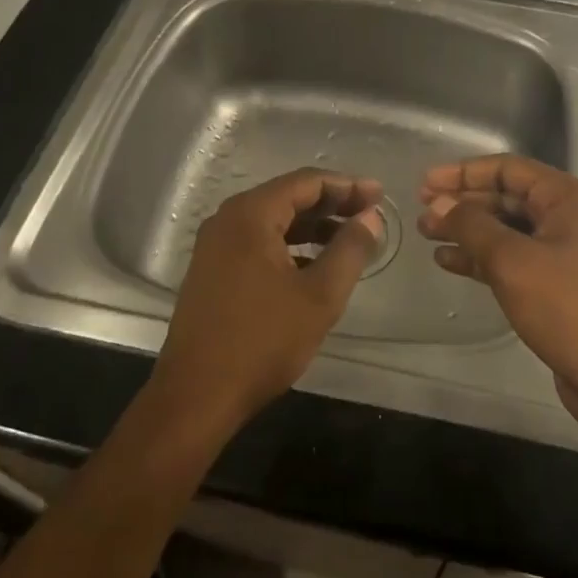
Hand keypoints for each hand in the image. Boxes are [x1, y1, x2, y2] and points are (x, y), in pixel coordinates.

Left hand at [152, 168, 384, 430]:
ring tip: (350, 239)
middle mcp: (228, 220)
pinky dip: (290, 246)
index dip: (347, 186)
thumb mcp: (320, 295)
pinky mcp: (212, 270)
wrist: (197, 395)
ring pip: (273, 221)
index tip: (380, 195)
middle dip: (332, 204)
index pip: (306, 182)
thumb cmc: (263, 340)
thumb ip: (350, 249)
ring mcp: (215, 246)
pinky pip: (258, 242)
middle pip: (288, 197)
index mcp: (250, 215)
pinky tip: (314, 264)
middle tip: (370, 214)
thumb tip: (370, 217)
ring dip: (312, 226)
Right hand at [418, 155, 577, 428]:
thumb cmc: (567, 309)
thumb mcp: (512, 261)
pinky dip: (481, 257)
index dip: (463, 172)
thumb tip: (439, 204)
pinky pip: (512, 258)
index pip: (508, 169)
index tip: (425, 183)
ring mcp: (564, 251)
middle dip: (462, 203)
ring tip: (426, 234)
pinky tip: (449, 261)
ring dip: (467, 230)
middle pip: (506, 197)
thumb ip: (472, 226)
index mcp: (568, 198)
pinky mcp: (556, 282)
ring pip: (506, 229)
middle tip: (421, 212)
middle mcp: (569, 217)